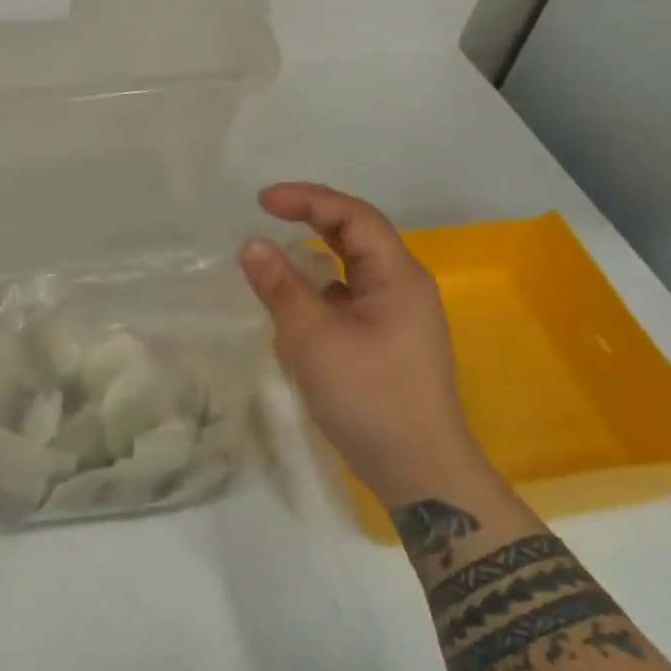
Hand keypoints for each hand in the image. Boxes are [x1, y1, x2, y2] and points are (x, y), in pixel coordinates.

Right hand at [238, 183, 484, 505]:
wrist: (419, 471)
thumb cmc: (369, 398)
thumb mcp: (314, 339)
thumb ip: (281, 288)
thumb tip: (251, 245)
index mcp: (398, 276)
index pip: (353, 216)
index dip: (308, 199)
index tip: (262, 201)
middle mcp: (403, 287)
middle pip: (357, 236)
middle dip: (312, 220)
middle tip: (267, 215)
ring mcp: (398, 316)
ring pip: (352, 270)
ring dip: (314, 258)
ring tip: (274, 261)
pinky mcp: (388, 342)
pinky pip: (350, 300)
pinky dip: (320, 292)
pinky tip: (295, 309)